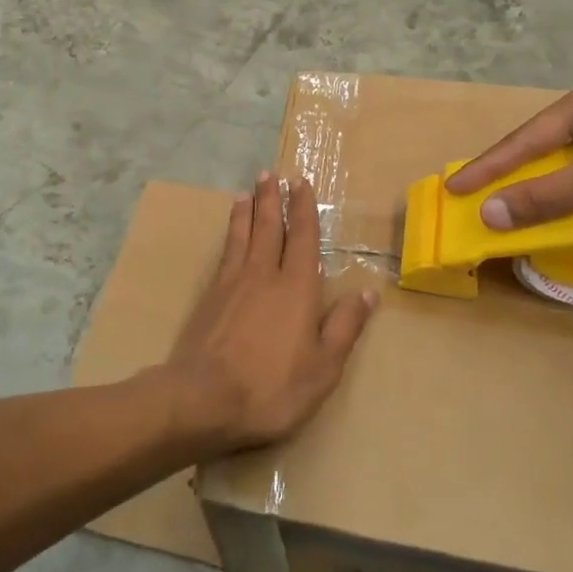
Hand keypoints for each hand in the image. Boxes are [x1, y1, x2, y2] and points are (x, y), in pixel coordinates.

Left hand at [163, 172, 376, 451]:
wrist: (204, 397)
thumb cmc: (272, 387)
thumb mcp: (323, 367)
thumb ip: (345, 327)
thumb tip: (368, 293)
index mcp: (297, 289)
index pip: (304, 239)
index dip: (304, 210)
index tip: (301, 184)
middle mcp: (265, 275)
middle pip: (270, 227)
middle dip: (272, 199)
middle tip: (271, 174)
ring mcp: (233, 282)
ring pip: (243, 235)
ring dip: (248, 210)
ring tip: (249, 190)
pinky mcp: (210, 296)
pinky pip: (225, 252)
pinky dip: (230, 233)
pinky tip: (230, 231)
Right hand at [446, 75, 572, 229]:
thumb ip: (548, 197)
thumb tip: (489, 214)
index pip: (527, 137)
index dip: (489, 166)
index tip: (454, 188)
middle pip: (547, 146)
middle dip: (515, 174)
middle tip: (479, 197)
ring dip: (548, 186)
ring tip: (516, 208)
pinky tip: (571, 209)